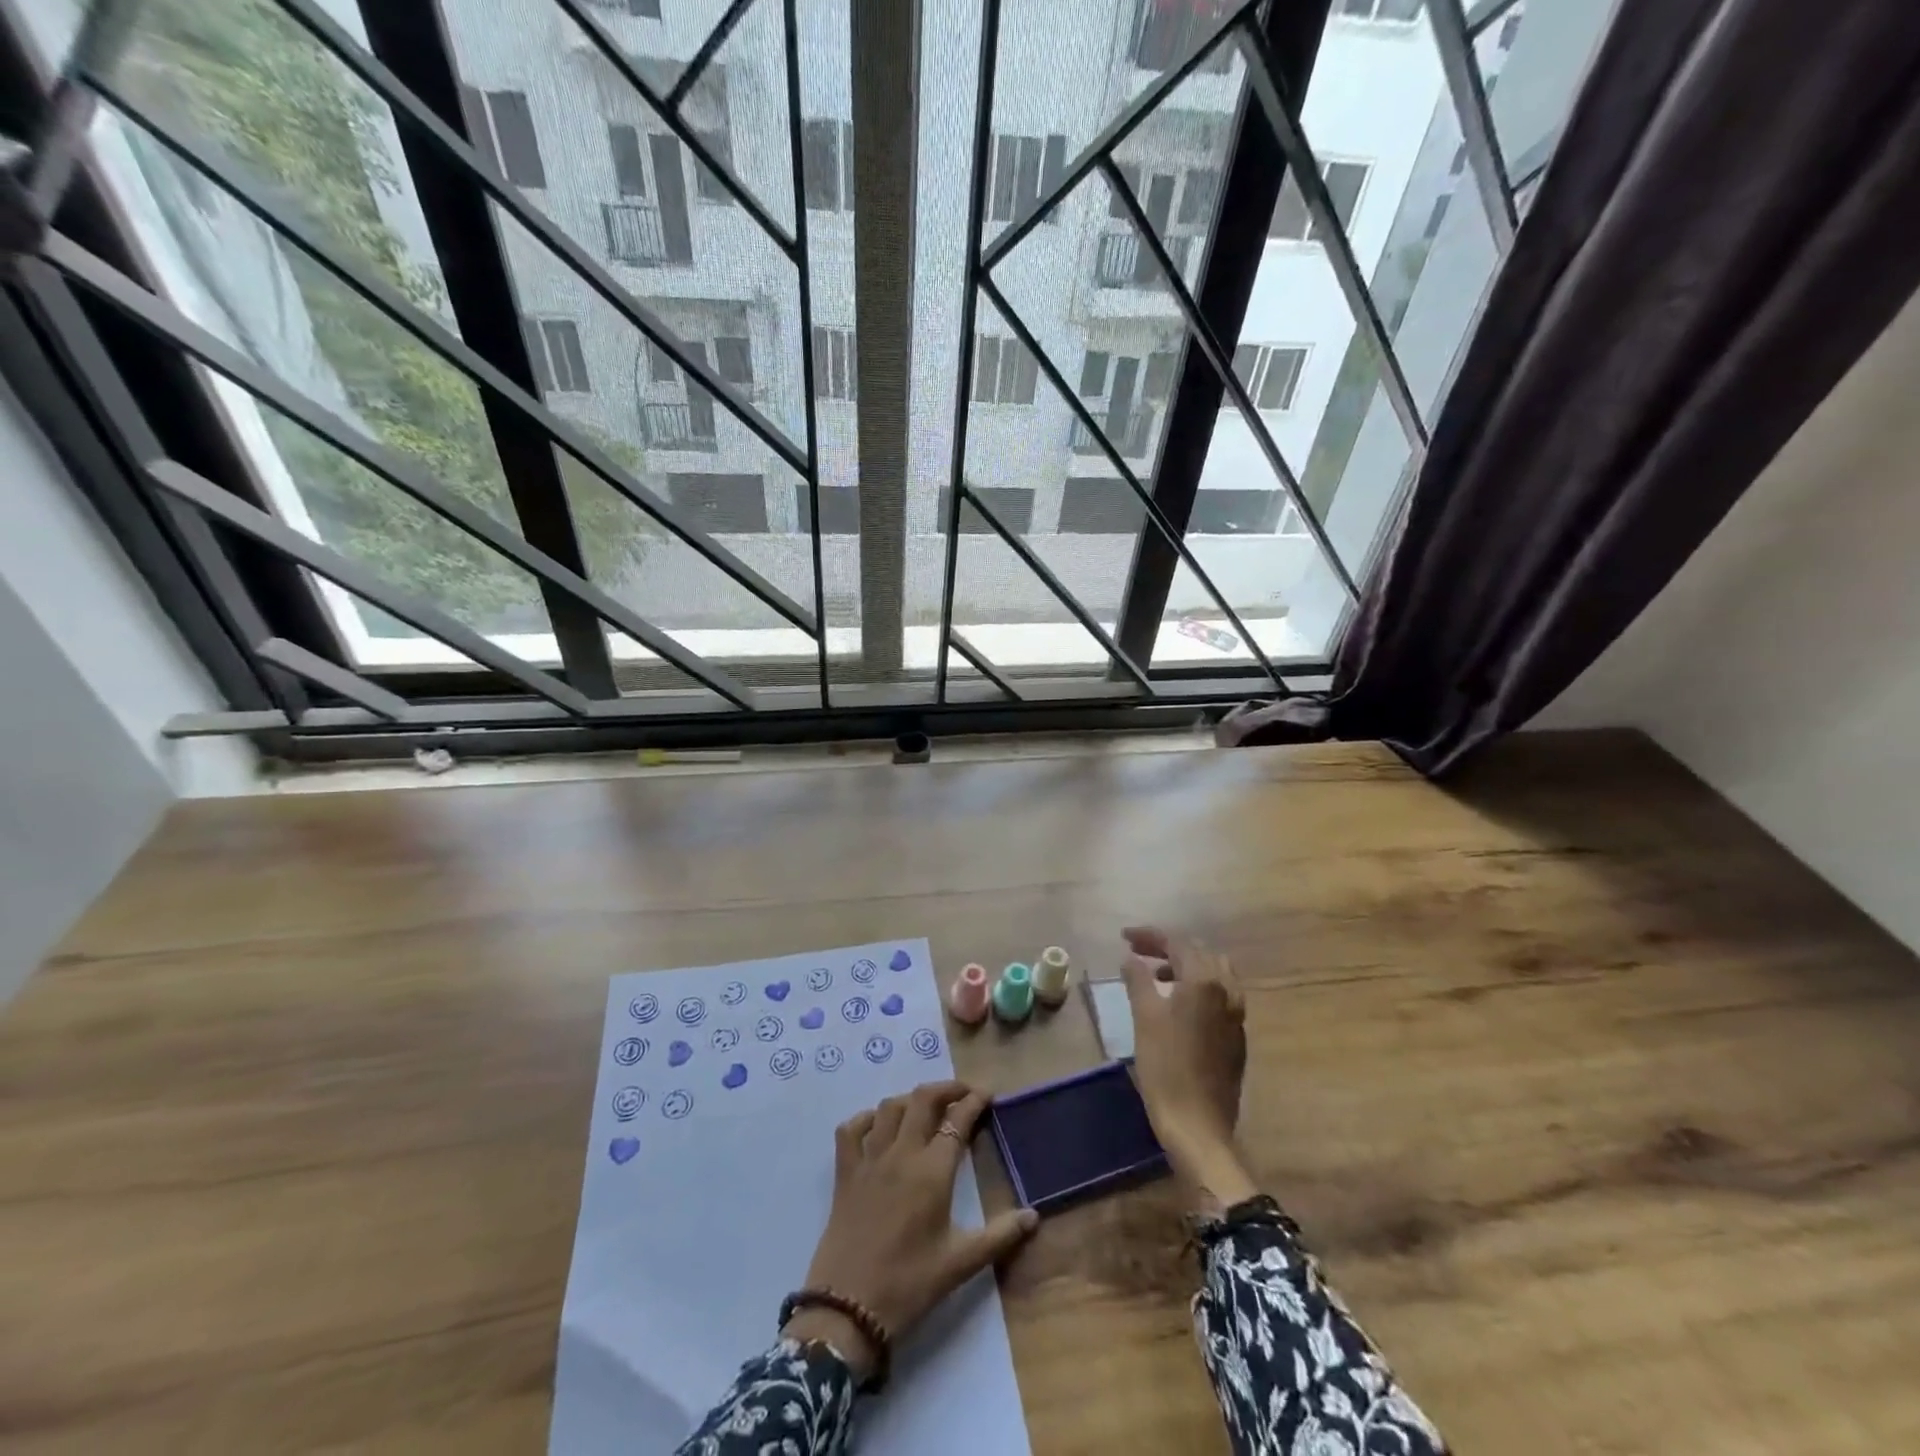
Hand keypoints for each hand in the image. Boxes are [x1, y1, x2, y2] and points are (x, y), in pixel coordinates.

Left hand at [786, 1082, 1038, 1379]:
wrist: (847, 1310)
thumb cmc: (909, 1285)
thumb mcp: (960, 1264)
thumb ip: (1000, 1236)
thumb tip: (1034, 1216)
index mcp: (932, 1171)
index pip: (957, 1120)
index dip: (974, 1102)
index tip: (988, 1096)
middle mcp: (901, 1154)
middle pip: (923, 1100)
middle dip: (946, 1089)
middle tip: (963, 1094)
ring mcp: (869, 1159)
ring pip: (889, 1107)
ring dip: (911, 1100)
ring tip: (926, 1108)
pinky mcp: (844, 1173)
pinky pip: (851, 1129)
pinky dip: (866, 1119)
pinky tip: (878, 1126)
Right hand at [1121, 926, 1255, 1209]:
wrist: (1198, 1125)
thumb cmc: (1166, 1067)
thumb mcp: (1144, 1018)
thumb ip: (1138, 980)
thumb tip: (1131, 958)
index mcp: (1205, 981)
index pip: (1178, 943)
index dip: (1149, 935)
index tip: (1124, 937)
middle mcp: (1227, 991)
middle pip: (1200, 952)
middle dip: (1169, 946)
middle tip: (1139, 951)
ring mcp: (1236, 1014)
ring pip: (1215, 972)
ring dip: (1186, 965)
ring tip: (1158, 974)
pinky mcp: (1236, 1036)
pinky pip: (1220, 994)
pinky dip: (1199, 985)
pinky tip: (1178, 1002)